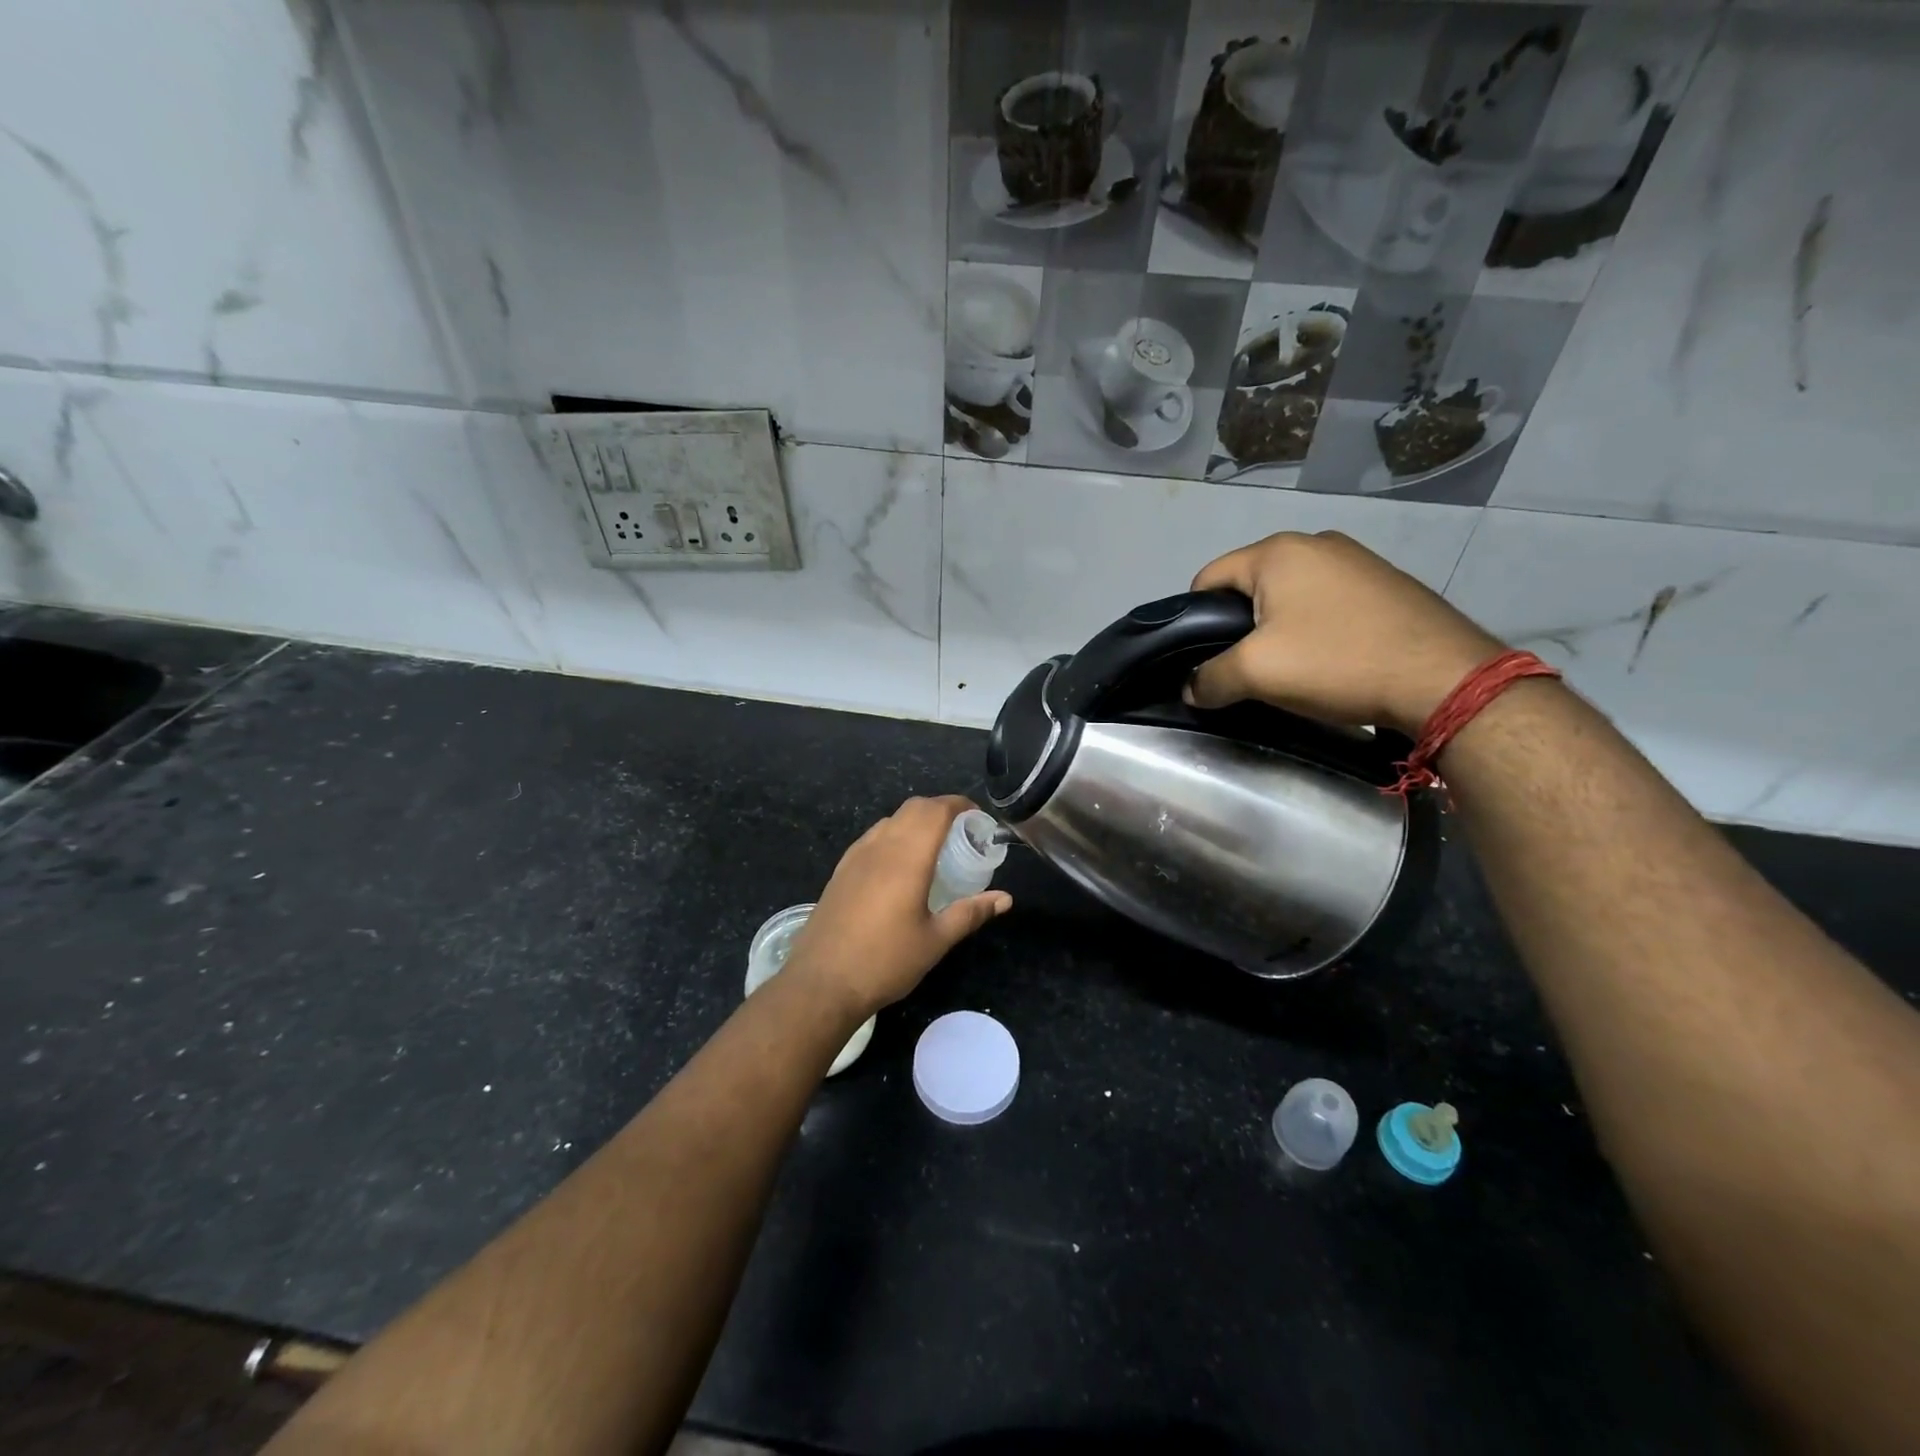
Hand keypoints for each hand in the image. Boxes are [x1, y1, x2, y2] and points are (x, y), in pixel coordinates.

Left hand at [786, 796, 1011, 1020]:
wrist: (821, 983)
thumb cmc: (885, 961)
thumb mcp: (935, 940)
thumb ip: (970, 913)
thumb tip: (1005, 899)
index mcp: (907, 857)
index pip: (935, 811)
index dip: (959, 805)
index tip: (978, 817)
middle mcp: (880, 847)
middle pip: (913, 808)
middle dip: (940, 809)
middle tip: (962, 832)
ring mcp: (855, 857)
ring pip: (890, 820)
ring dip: (915, 821)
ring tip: (933, 848)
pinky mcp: (840, 871)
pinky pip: (872, 838)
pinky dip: (894, 835)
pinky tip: (900, 866)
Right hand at [1187, 531, 1503, 736]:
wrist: (1443, 678)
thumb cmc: (1336, 662)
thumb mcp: (1256, 673)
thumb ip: (1209, 678)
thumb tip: (1191, 689)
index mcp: (1277, 551)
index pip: (1208, 578)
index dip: (1193, 620)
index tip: (1202, 659)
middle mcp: (1315, 543)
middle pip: (1249, 586)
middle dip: (1238, 626)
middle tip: (1245, 668)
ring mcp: (1356, 559)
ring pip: (1288, 595)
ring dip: (1276, 629)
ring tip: (1288, 669)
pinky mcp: (1384, 583)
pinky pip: (1326, 602)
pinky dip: (1314, 628)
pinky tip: (1328, 659)